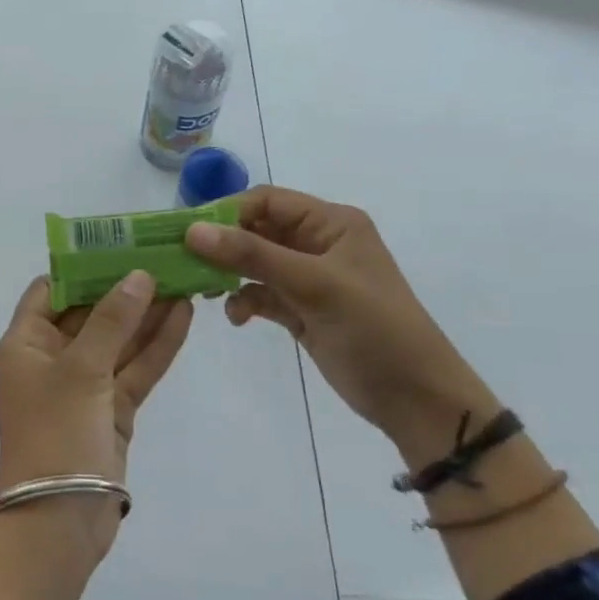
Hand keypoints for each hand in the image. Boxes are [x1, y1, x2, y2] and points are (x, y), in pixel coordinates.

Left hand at [0, 272, 192, 555]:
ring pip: (118, 340)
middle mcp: (52, 358)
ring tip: (184, 278)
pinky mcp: (111, 410)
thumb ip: (112, 321)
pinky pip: (134, 369)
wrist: (58, 521)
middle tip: (165, 256)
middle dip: (125, 288)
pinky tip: (184, 316)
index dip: (83, 268)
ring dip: (148, 314)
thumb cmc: (55, 433)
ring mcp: (84, 385)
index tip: (120, 246)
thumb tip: (138, 275)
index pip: (51, 290)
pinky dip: (157, 346)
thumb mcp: (81, 369)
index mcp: (26, 343)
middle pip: (91, 313)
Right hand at [185, 187, 498, 454]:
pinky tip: (238, 318)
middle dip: (221, 245)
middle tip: (183, 262)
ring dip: (229, 274)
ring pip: (254, 263)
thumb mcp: (314, 286)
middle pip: (256, 230)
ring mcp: (309, 278)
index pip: (267, 201)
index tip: (187, 232)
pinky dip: (245, 301)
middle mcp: (318, 243)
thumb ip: (252, 255)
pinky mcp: (302, 310)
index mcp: (331, 223)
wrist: (416, 398)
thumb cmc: (374, 329)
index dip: (226, 212)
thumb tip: (192, 231)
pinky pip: (261, 294)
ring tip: (204, 291)